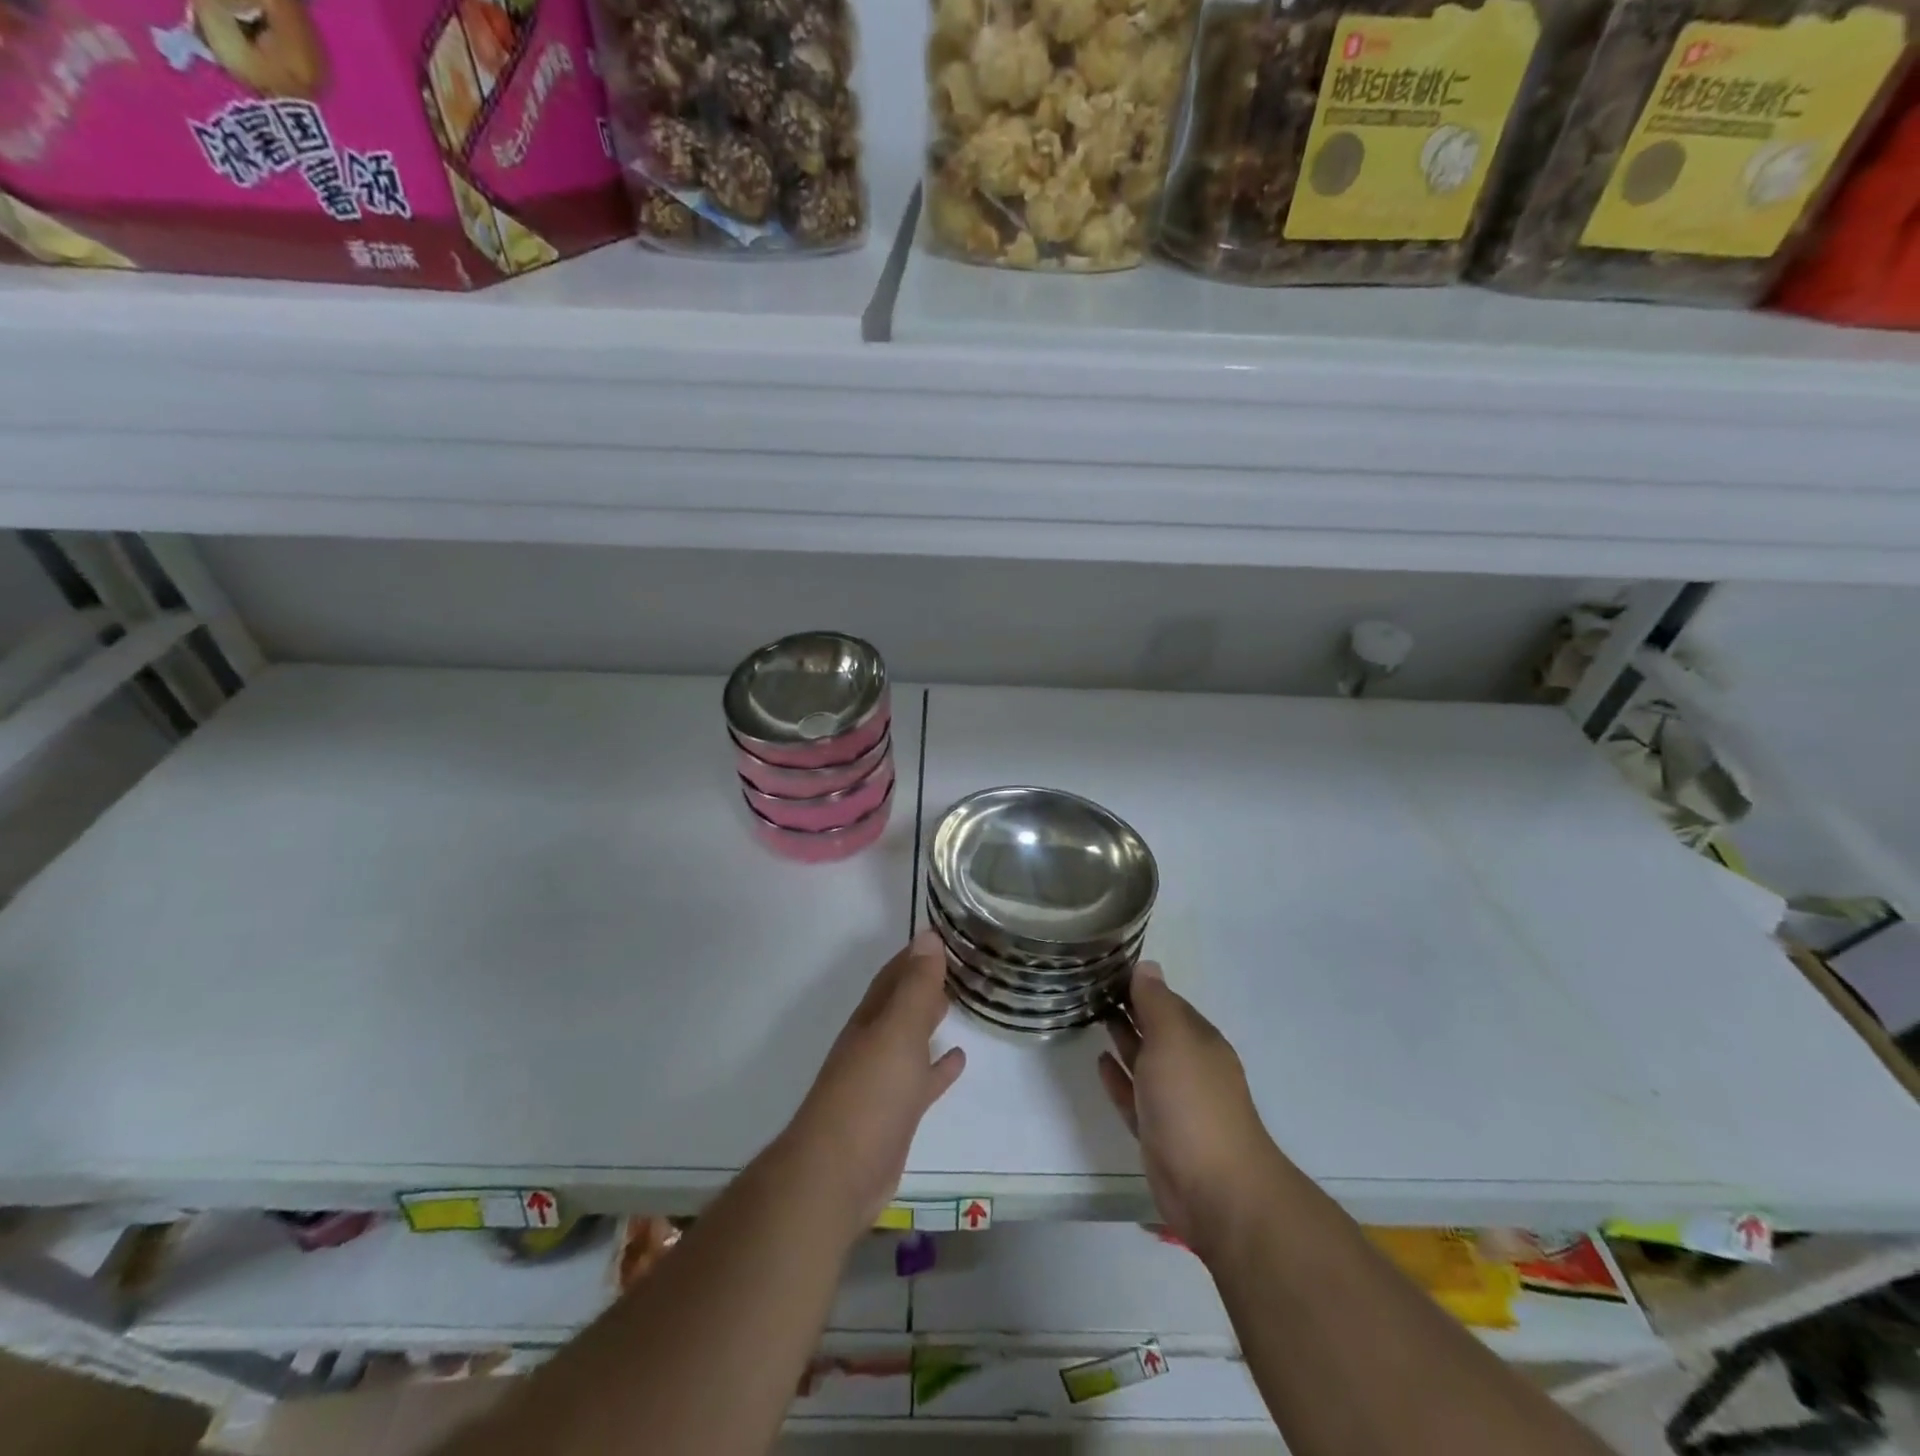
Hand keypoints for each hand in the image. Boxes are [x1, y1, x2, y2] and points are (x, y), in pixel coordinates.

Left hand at [783, 931, 966, 1234]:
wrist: (838, 1174)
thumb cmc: (870, 1095)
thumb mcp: (897, 1032)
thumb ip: (915, 987)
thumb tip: (928, 936)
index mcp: (871, 1020)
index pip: (894, 975)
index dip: (916, 955)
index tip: (944, 935)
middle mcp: (874, 1043)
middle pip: (901, 1003)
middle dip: (923, 982)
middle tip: (957, 962)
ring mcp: (883, 1080)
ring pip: (911, 1039)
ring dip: (930, 1019)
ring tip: (958, 1000)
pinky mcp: (896, 1113)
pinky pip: (921, 1079)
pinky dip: (938, 1066)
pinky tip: (959, 1058)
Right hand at [1100, 963, 1276, 1257]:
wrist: (1214, 1188)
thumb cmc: (1192, 1102)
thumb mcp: (1173, 1040)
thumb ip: (1156, 1003)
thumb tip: (1147, 966)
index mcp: (1198, 1040)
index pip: (1167, 1001)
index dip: (1140, 984)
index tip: (1106, 967)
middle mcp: (1189, 1066)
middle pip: (1156, 1029)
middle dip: (1129, 1008)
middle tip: (1091, 987)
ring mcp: (1174, 1101)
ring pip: (1144, 1061)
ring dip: (1123, 1038)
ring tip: (1092, 1015)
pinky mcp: (1157, 1131)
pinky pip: (1133, 1095)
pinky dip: (1118, 1077)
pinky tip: (1101, 1061)